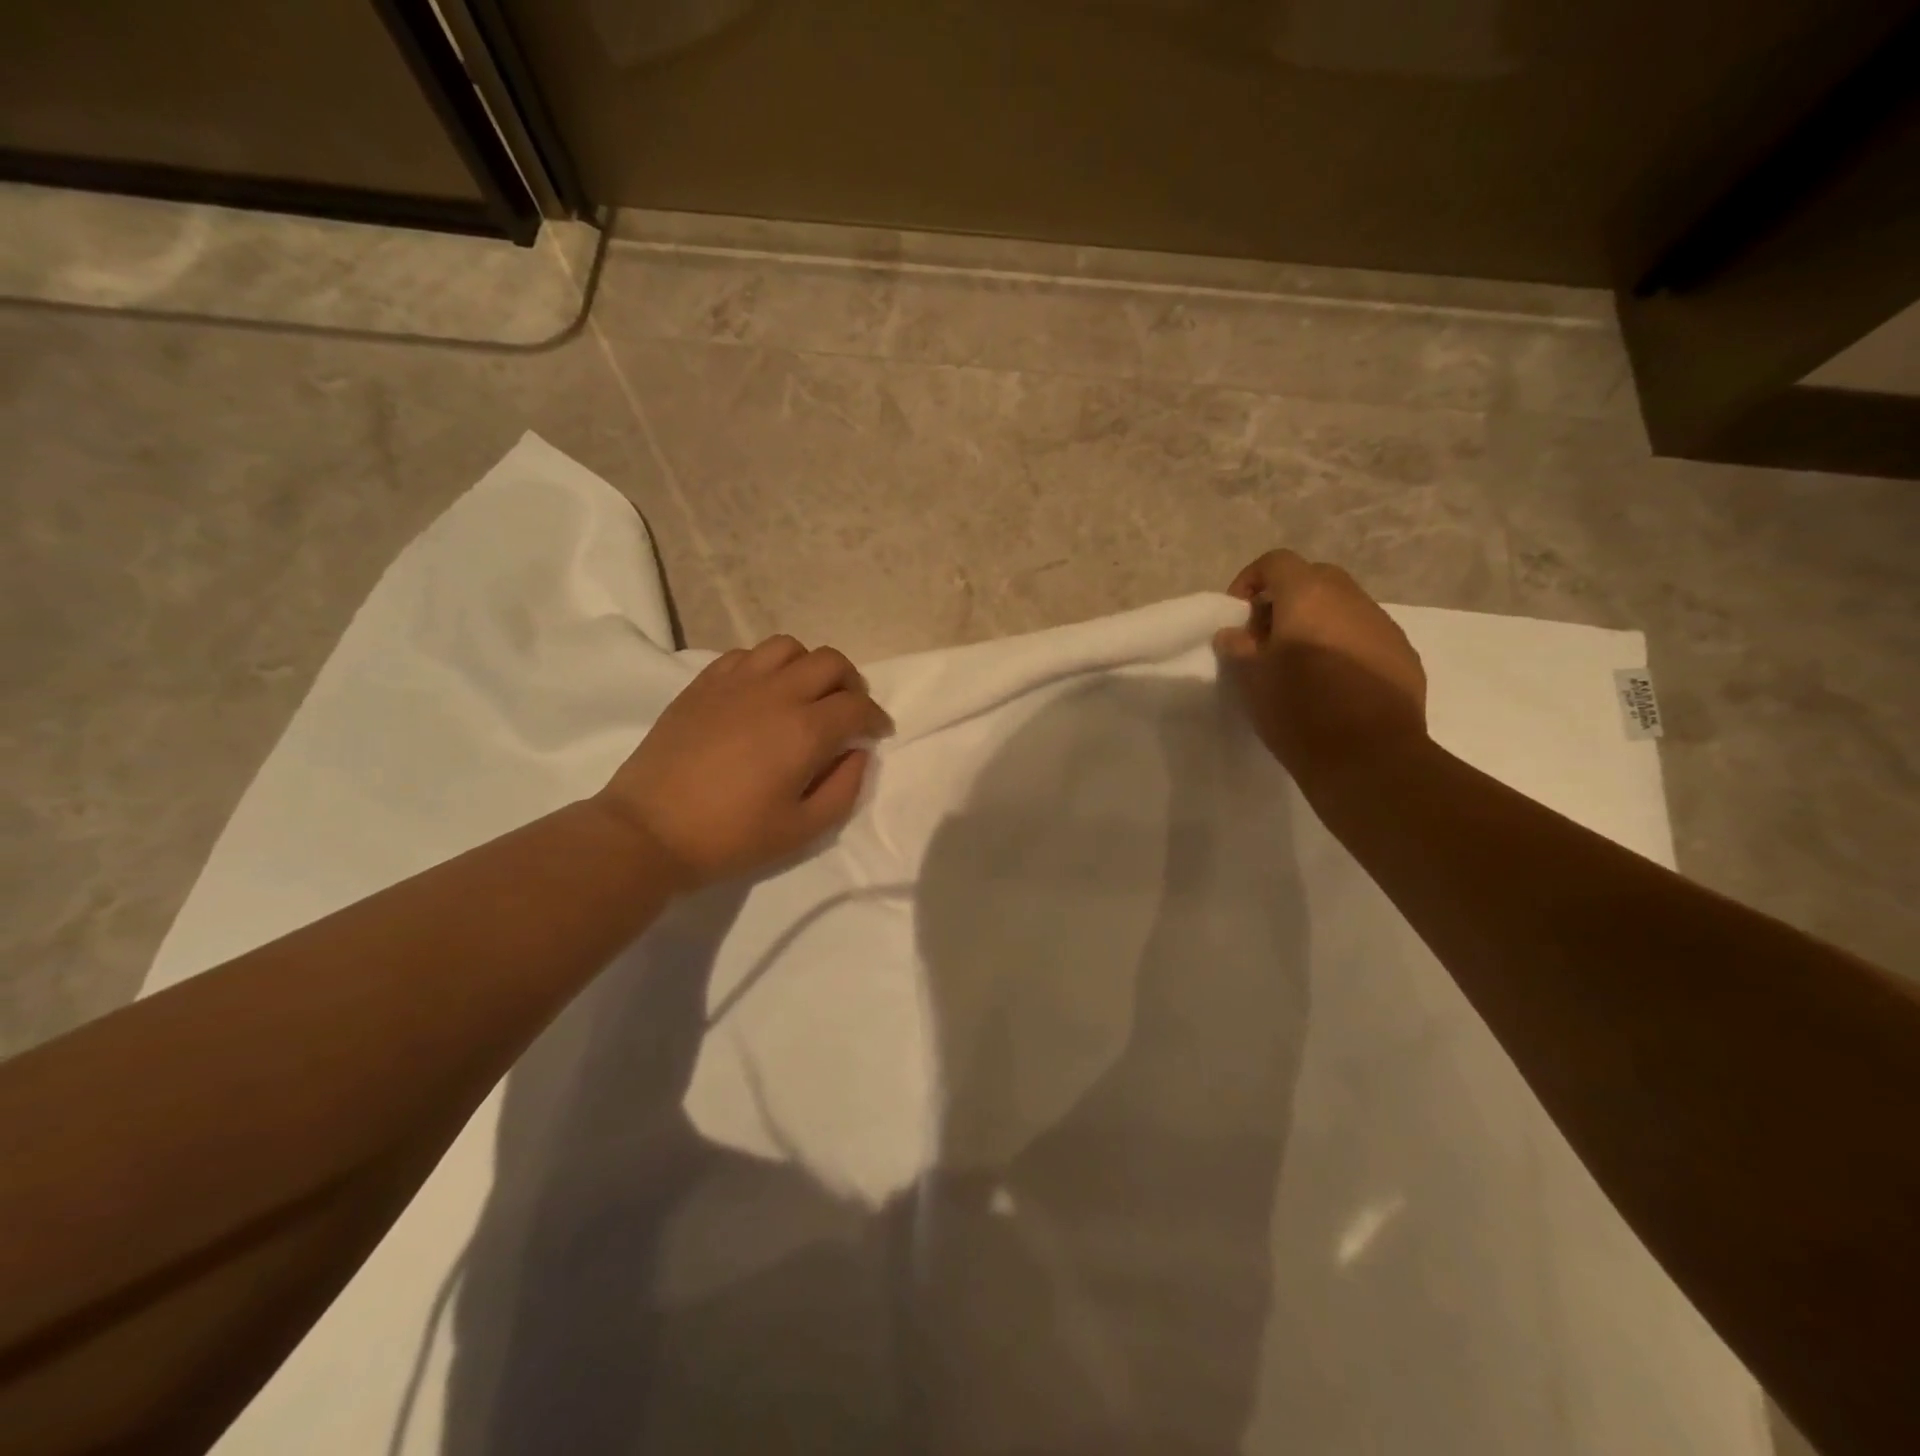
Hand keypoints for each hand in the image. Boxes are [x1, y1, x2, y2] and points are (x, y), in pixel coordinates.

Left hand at [595, 635, 893, 888]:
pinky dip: (767, 666)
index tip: (877, 733)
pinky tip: (762, 693)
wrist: (650, 831)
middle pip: (830, 661)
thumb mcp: (803, 830)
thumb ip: (844, 788)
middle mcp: (776, 693)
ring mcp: (736, 682)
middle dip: (851, 684)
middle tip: (847, 712)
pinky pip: (747, 654)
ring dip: (808, 667)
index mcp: (805, 730)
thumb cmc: (731, 837)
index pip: (857, 706)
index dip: (876, 718)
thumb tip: (858, 752)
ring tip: (805, 696)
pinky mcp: (704, 683)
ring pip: (788, 647)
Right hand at [1213, 550, 1427, 781]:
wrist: (1368, 758)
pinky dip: (1345, 645)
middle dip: (1287, 598)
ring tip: (1301, 663)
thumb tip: (1234, 633)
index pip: (1277, 562)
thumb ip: (1238, 647)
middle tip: (1266, 637)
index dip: (1251, 580)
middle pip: (1314, 578)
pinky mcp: (1404, 656)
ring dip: (1318, 622)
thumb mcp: (1251, 679)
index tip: (1237, 614)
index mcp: (1309, 596)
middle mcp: (1351, 599)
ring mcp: (1384, 626)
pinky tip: (1334, 683)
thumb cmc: (1298, 711)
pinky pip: (1366, 636)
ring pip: (1344, 607)